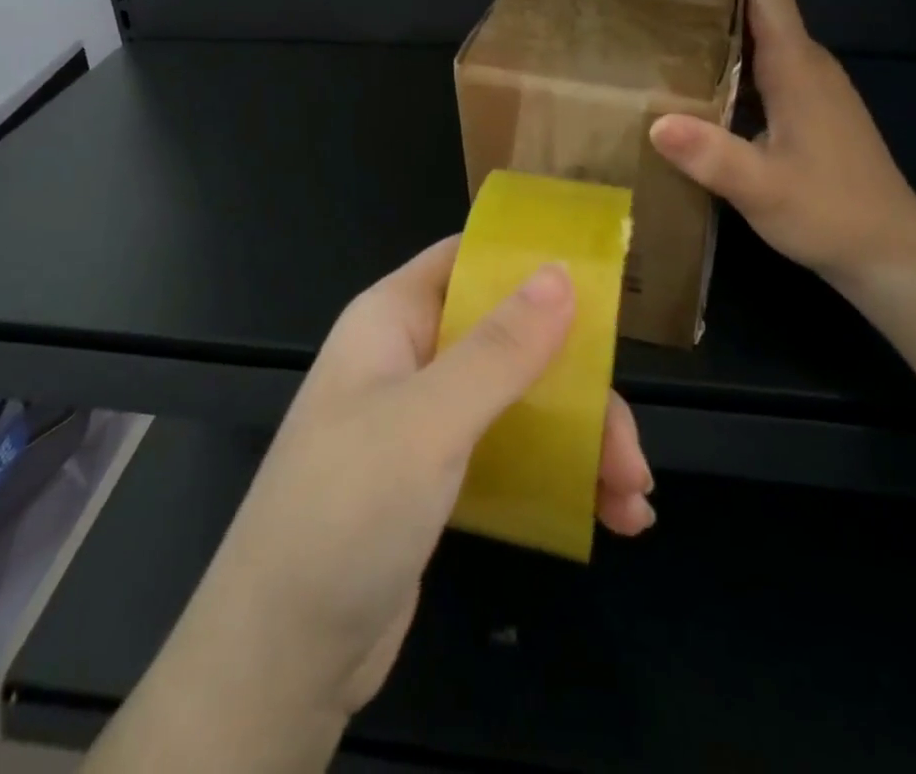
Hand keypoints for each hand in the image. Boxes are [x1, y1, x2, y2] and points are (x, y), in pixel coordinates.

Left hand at [178, 238, 653, 723]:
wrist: (282, 654)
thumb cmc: (347, 508)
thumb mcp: (428, 421)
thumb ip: (499, 348)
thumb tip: (559, 272)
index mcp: (392, 318)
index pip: (466, 261)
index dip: (528, 263)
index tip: (600, 287)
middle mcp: (409, 358)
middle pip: (508, 339)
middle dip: (576, 385)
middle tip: (630, 445)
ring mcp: (422, 420)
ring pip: (517, 401)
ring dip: (580, 440)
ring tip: (633, 496)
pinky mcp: (436, 479)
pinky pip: (509, 454)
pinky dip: (558, 478)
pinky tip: (610, 517)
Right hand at [649, 0, 915, 287]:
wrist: (893, 254)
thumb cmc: (829, 214)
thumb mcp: (761, 189)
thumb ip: (710, 155)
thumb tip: (656, 123)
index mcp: (797, 69)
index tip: (676, 1)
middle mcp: (810, 67)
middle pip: (760, 14)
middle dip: (709, 15)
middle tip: (657, 39)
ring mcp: (817, 90)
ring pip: (764, 45)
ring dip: (720, 47)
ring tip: (670, 69)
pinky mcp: (816, 113)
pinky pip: (770, 74)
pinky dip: (735, 75)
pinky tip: (705, 107)